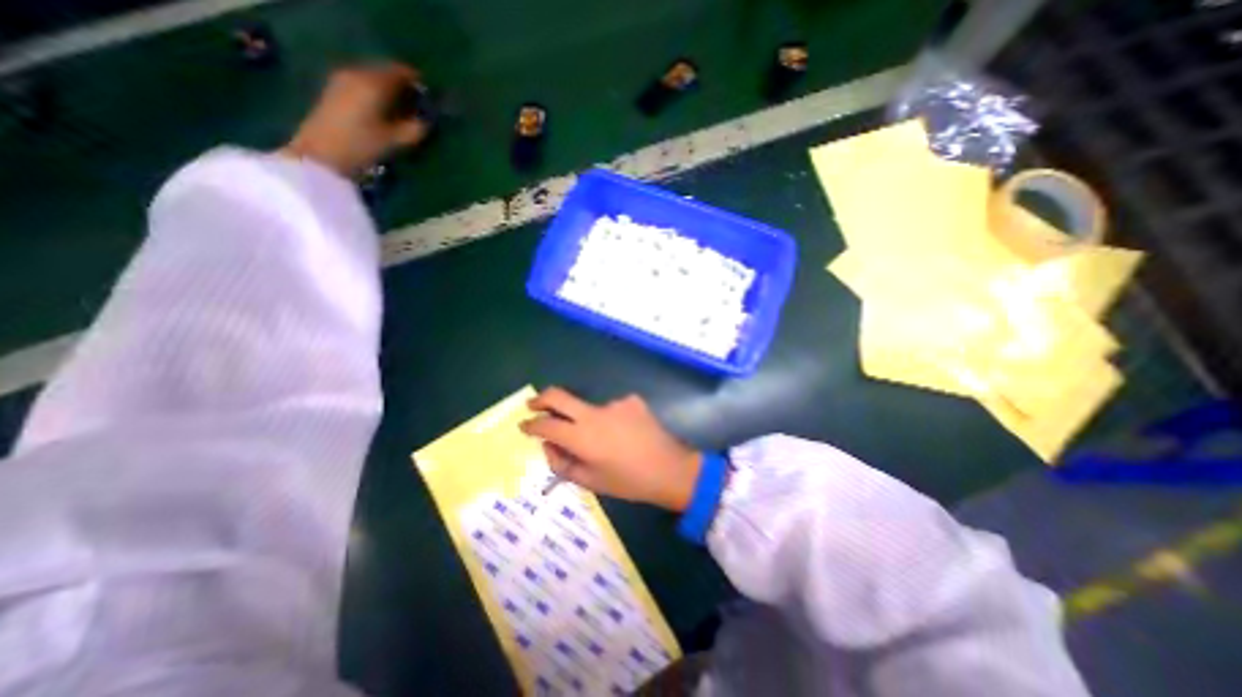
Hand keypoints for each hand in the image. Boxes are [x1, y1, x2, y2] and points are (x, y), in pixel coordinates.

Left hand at [284, 62, 432, 176]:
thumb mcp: (396, 141)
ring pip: (373, 77)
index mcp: (374, 83)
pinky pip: (362, 82)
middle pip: (385, 71)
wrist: (322, 153)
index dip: (417, 82)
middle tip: (417, 104)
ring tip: (401, 108)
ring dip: (389, 89)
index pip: (401, 72)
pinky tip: (383, 109)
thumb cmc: (363, 146)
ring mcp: (342, 79)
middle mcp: (357, 73)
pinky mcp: (334, 89)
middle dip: (403, 86)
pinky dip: (376, 92)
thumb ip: (416, 129)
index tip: (429, 96)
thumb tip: (427, 121)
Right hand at [520, 387, 701, 512]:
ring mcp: (615, 403)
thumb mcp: (591, 481)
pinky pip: (612, 408)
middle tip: (533, 405)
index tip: (524, 425)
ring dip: (587, 420)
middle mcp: (594, 413)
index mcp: (582, 437)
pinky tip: (624, 434)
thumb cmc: (629, 482)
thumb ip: (562, 463)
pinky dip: (610, 419)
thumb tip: (548, 445)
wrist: (671, 469)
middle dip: (540, 400)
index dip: (531, 425)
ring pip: (589, 407)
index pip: (546, 425)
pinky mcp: (631, 400)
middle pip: (559, 396)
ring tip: (606, 442)